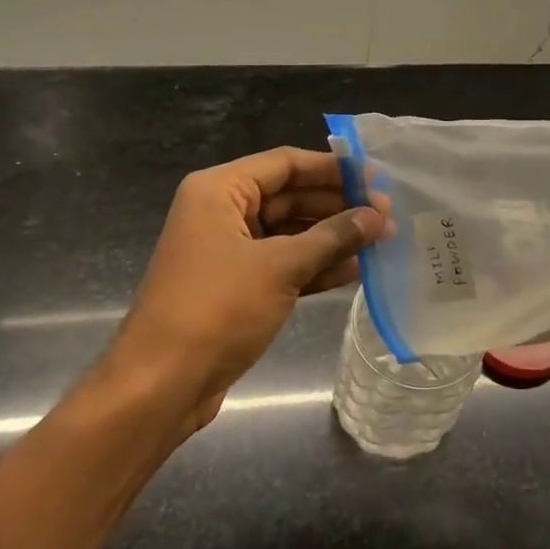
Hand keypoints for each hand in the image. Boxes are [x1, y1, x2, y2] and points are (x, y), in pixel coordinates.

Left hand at [106, 147, 386, 438]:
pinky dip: (315, 266)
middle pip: (289, 196)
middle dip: (337, 205)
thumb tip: (378, 216)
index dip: (332, 169)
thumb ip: (332, 237)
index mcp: (219, 191)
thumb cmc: (217, 309)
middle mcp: (221, 213)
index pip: (285, 164)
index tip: (376, 177)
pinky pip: (283, 264)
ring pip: (289, 233)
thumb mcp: (280, 267)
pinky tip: (355, 270)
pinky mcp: (237, 287)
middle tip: (387, 213)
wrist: (162, 383)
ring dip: (332, 237)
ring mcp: (229, 252)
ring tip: (381, 240)